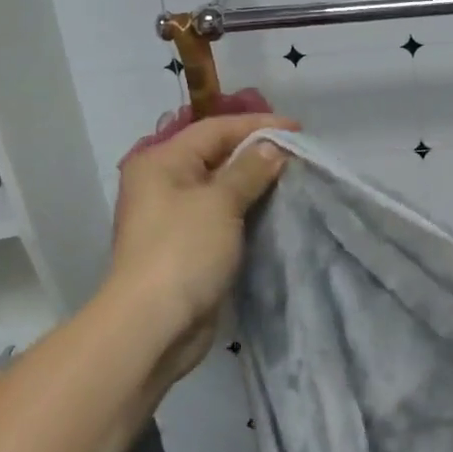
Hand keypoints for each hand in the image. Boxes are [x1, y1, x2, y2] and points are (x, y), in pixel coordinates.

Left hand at [101, 112, 296, 381]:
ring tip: (294, 177)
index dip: (258, 125)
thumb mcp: (220, 202)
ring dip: (256, 181)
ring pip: (223, 186)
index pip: (216, 129)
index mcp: (162, 161)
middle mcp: (164, 182)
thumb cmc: (183, 251)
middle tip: (299, 152)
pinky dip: (249, 207)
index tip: (299, 129)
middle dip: (258, 151)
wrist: (153, 326)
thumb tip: (273, 146)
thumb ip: (249, 169)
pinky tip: (277, 207)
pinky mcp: (189, 244)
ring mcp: (176, 215)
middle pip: (218, 154)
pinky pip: (224, 214)